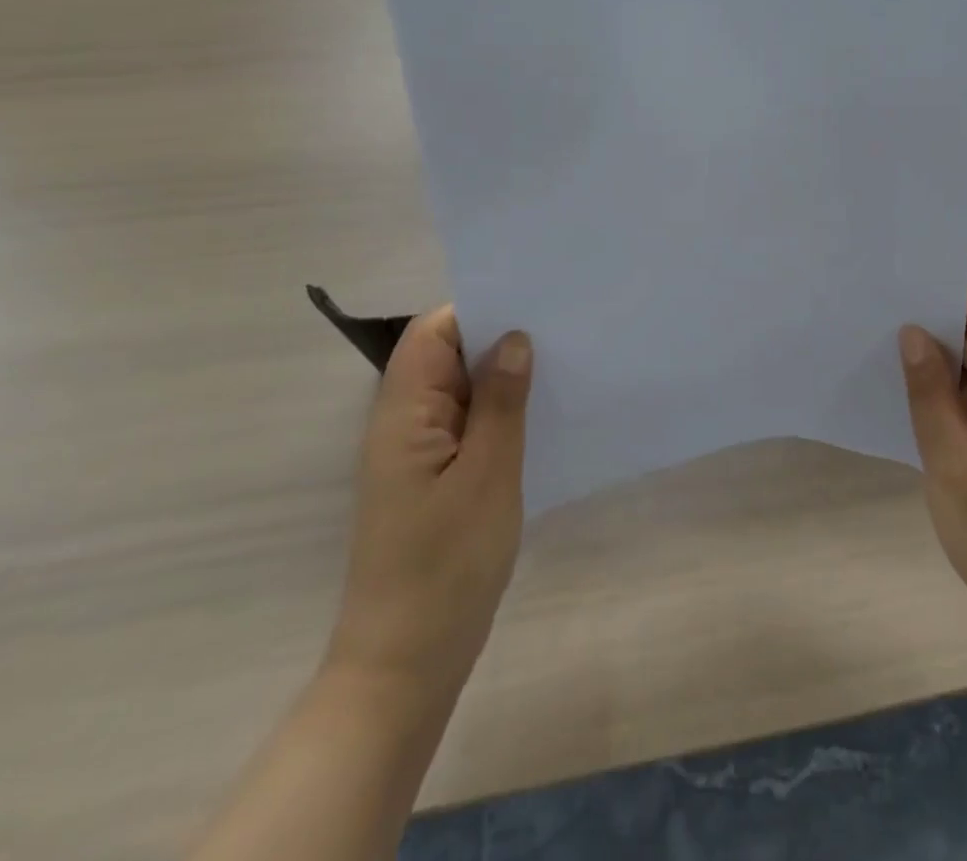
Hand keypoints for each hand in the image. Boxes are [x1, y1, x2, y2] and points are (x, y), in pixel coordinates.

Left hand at [324, 308, 532, 706]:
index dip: (477, 309)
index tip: (533, 302)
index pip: (432, 334)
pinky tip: (543, 416)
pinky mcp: (436, 481)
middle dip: (499, 338)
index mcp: (403, 413)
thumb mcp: (487, 475)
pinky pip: (469, 426)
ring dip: (504, 378)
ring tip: (563, 363)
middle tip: (562, 329)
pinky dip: (502, 413)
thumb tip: (514, 338)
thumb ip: (500, 401)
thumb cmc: (446, 566)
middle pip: (447, 357)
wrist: (407, 666)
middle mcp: (404, 424)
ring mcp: (419, 455)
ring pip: (462, 392)